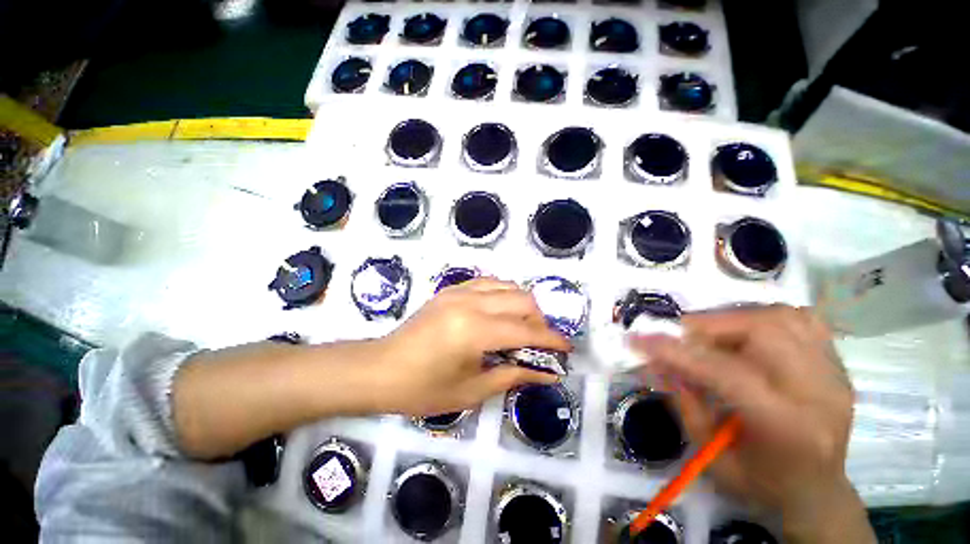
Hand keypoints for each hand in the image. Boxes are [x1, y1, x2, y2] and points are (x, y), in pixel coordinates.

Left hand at [371, 278, 570, 415]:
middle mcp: (470, 303)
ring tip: (523, 325)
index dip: (551, 340)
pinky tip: (501, 310)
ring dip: (523, 304)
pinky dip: (503, 293)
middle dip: (540, 320)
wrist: (380, 368)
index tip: (567, 349)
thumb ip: (512, 376)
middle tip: (541, 341)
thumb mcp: (471, 390)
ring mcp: (459, 292)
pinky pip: (488, 282)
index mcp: (474, 331)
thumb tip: (546, 373)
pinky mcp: (451, 289)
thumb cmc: (422, 388)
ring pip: (507, 285)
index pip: (525, 331)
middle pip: (522, 300)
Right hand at [633, 305, 874, 543]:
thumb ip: (683, 400)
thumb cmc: (761, 482)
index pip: (728, 374)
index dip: (678, 352)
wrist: (817, 491)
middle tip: (680, 337)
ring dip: (734, 319)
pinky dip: (765, 317)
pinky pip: (801, 320)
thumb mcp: (710, 454)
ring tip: (710, 335)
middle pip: (763, 332)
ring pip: (781, 317)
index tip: (638, 340)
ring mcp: (833, 374)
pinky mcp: (836, 364)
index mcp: (786, 428)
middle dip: (709, 327)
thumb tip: (655, 360)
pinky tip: (747, 332)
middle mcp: (819, 393)